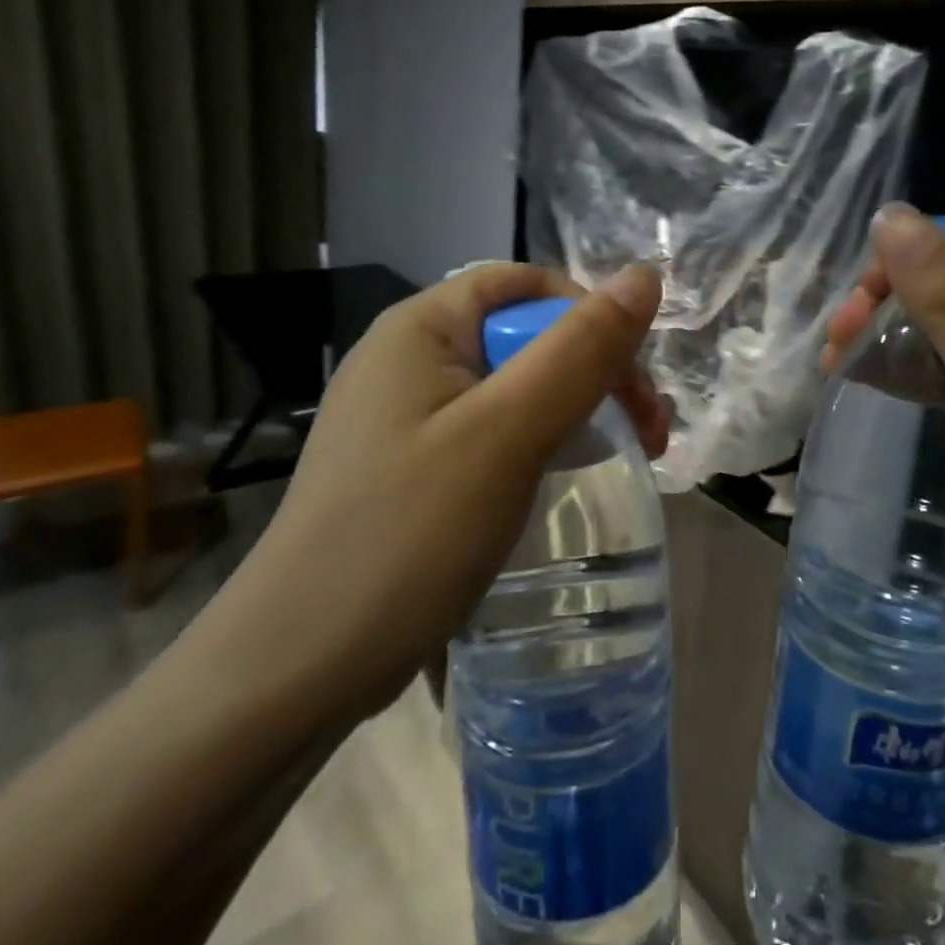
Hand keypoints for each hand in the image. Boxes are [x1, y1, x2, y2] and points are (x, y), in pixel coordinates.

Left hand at [193, 262, 666, 725]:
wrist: (296, 669)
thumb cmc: (406, 537)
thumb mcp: (507, 435)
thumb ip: (579, 352)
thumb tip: (643, 276)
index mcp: (420, 328)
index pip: (526, 285)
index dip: (590, 316)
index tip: (634, 384)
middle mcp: (407, 358)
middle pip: (524, 334)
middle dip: (594, 371)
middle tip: (648, 435)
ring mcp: (404, 415)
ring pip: (513, 386)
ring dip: (575, 409)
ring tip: (623, 456)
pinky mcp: (409, 466)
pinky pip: (490, 429)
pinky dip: (539, 442)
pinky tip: (561, 478)